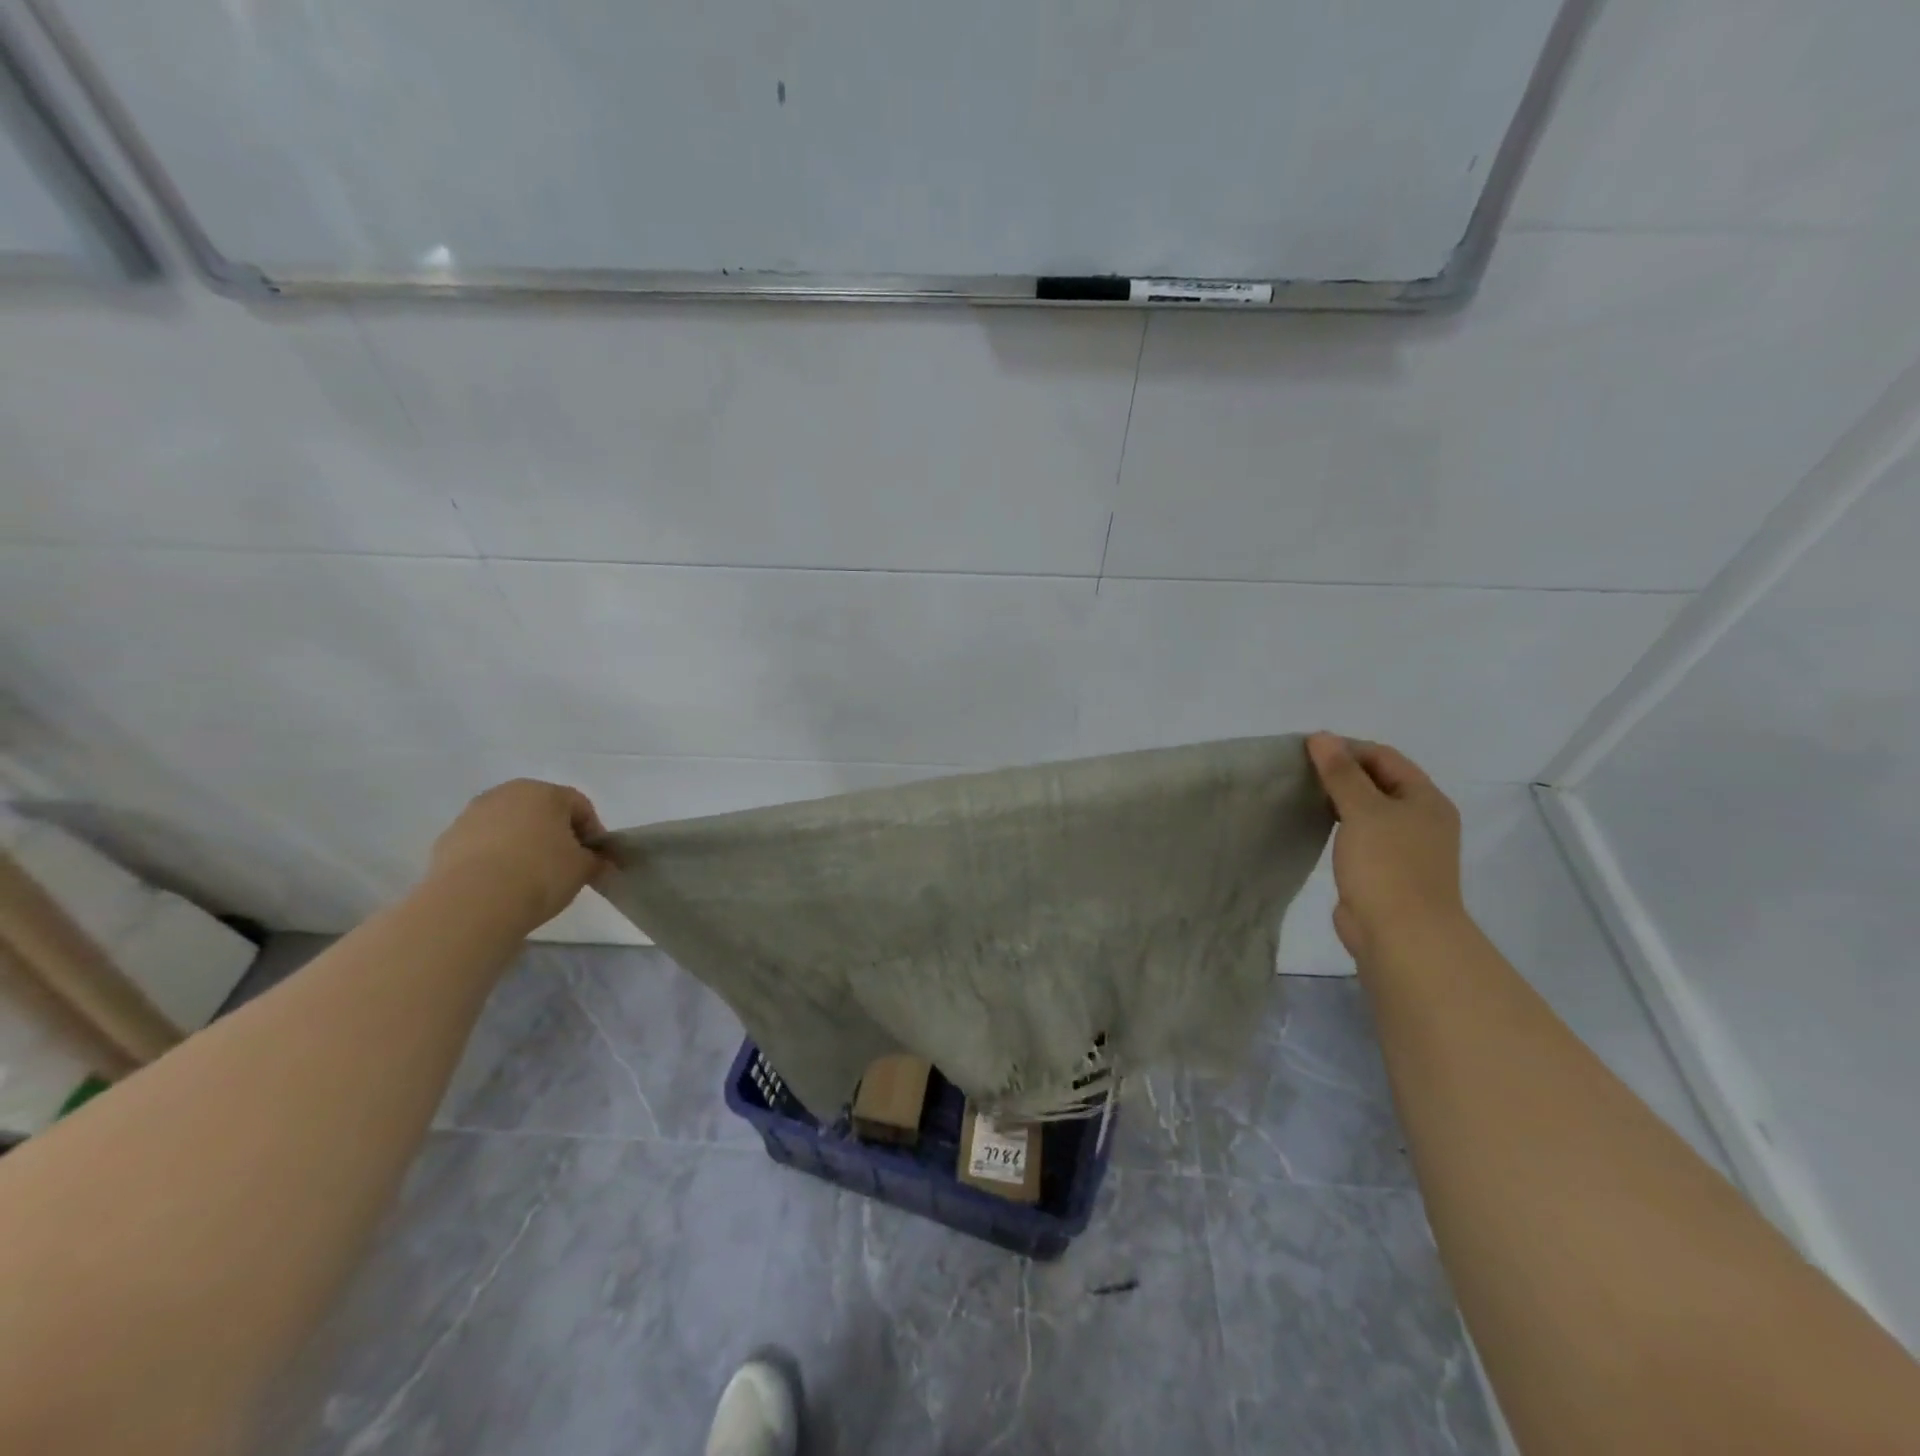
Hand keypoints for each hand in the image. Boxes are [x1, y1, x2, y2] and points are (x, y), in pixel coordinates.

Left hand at [425, 779, 609, 930]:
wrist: (472, 903)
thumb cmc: (539, 874)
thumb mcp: (583, 869)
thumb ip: (594, 859)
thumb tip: (595, 861)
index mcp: (544, 792)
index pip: (580, 806)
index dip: (593, 832)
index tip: (595, 859)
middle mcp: (506, 794)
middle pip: (541, 811)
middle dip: (555, 834)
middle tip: (565, 864)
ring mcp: (471, 815)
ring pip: (509, 826)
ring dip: (523, 844)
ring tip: (530, 878)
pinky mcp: (446, 841)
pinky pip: (482, 845)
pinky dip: (495, 858)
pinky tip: (501, 884)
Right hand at [1306, 733, 1467, 962]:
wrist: (1401, 935)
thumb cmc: (1388, 866)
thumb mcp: (1363, 810)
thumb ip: (1341, 773)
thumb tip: (1321, 737)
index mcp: (1425, 799)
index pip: (1384, 757)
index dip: (1347, 748)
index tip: (1306, 751)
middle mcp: (1420, 819)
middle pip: (1378, 781)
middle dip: (1341, 773)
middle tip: (1299, 771)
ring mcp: (1405, 847)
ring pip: (1368, 810)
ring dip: (1338, 799)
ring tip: (1302, 794)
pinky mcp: (1385, 870)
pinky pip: (1360, 835)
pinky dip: (1339, 825)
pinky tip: (1314, 825)